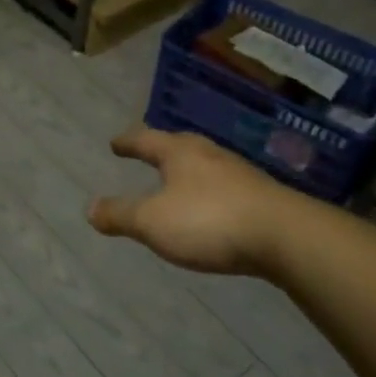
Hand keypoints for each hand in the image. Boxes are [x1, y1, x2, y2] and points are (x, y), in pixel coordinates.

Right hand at [86, 127, 308, 278]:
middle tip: (148, 152)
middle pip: (179, 144)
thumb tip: (90, 208)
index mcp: (179, 153)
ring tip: (178, 178)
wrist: (286, 237)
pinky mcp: (262, 196)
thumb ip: (120, 215)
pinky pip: (225, 185)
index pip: (146, 140)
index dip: (128, 142)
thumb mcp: (153, 222)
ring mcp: (239, 173)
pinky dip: (210, 190)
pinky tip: (212, 205)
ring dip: (188, 169)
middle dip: (161, 148)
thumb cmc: (209, 221)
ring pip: (206, 163)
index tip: (115, 143)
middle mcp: (209, 154)